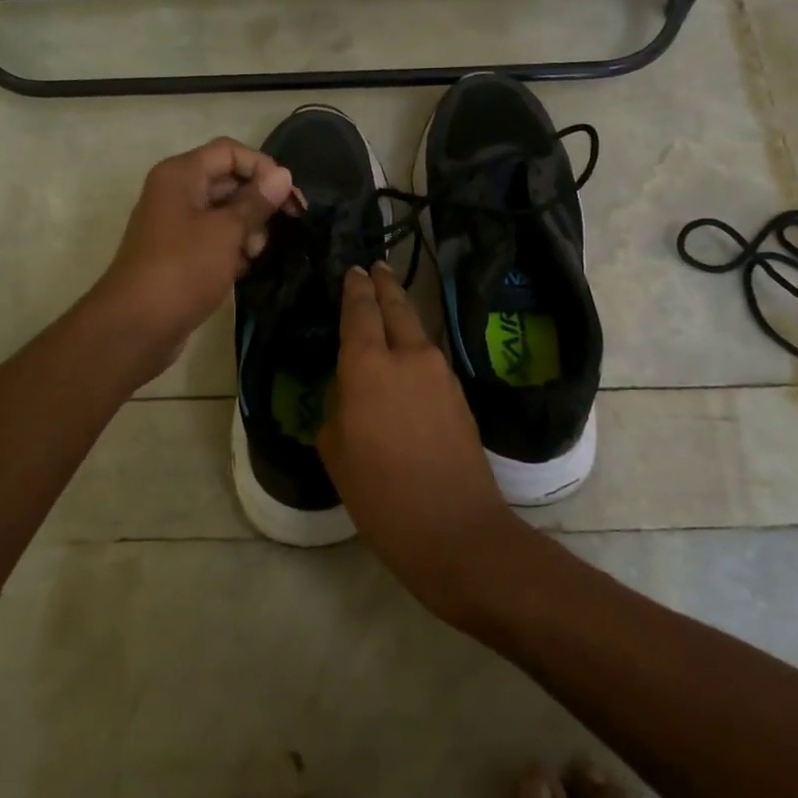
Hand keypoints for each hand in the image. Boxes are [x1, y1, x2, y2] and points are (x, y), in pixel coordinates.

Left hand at [93, 138, 294, 378]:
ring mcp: (176, 224)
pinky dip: (232, 250)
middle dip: (258, 203)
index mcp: (181, 175)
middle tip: (285, 228)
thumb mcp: (226, 232)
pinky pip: (214, 240)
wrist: (137, 326)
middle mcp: (176, 192)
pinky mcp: (180, 254)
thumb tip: (282, 175)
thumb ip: (256, 202)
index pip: (230, 152)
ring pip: (224, 213)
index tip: (290, 197)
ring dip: (247, 231)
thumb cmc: (183, 269)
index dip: (263, 168)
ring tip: (253, 255)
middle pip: (229, 181)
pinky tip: (242, 270)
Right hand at [318, 263, 523, 617]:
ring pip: (418, 332)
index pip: (360, 312)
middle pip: (398, 307)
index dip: (355, 289)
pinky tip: (406, 362)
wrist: (455, 529)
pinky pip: (430, 360)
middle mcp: (409, 357)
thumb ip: (341, 409)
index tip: (354, 270)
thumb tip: (353, 395)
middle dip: (386, 285)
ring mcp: (441, 375)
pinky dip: (415, 349)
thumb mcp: (337, 450)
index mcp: (368, 366)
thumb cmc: (380, 494)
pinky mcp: (460, 396)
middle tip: (377, 267)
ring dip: (403, 316)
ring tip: (388, 310)